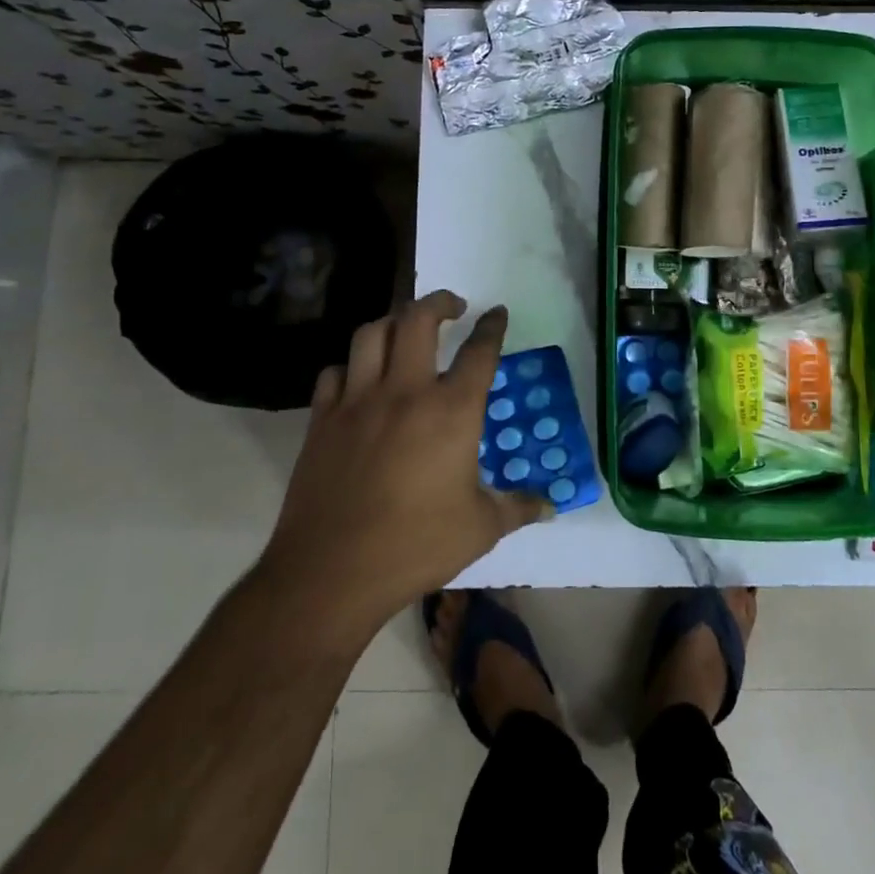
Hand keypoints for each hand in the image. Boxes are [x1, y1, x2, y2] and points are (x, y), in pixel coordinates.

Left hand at [260, 292, 548, 633]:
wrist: (333, 571)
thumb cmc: (417, 546)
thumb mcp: (481, 528)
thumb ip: (518, 508)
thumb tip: (551, 506)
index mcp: (452, 411)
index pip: (480, 352)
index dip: (492, 327)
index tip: (497, 313)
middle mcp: (406, 391)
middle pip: (418, 319)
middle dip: (439, 302)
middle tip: (452, 306)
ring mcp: (358, 401)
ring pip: (371, 334)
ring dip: (392, 322)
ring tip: (405, 330)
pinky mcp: (323, 419)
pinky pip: (334, 373)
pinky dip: (350, 367)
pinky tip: (359, 379)